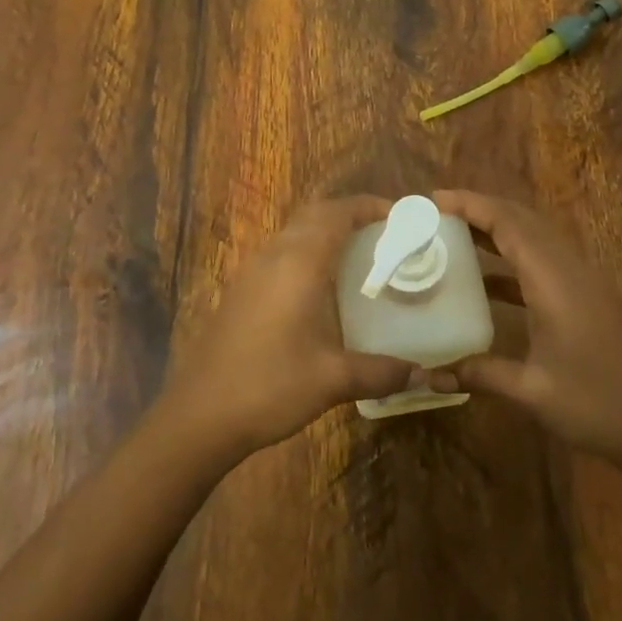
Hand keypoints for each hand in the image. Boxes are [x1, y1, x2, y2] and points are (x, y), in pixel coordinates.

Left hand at [156, 196, 413, 459]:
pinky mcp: (240, 291)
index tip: (400, 216)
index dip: (368, 206)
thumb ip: (381, 372)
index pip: (336, 213)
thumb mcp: (333, 380)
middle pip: (314, 215)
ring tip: (360, 257)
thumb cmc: (270, 386)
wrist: (200, 414)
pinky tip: (322, 289)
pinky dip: (307, 254)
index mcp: (298, 263)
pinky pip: (280, 254)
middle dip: (349, 215)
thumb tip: (421, 374)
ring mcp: (251, 272)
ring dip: (325, 233)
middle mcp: (273, 256)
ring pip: (293, 233)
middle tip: (385, 235)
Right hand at [427, 189, 621, 468]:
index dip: (470, 204)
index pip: (508, 223)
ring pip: (534, 237)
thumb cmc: (599, 405)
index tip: (432, 199)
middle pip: (521, 219)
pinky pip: (542, 260)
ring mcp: (582, 281)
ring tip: (452, 236)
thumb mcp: (532, 391)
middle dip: (478, 209)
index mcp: (554, 280)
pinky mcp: (587, 296)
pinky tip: (485, 282)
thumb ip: (480, 374)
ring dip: (495, 229)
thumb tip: (428, 375)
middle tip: (434, 215)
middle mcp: (569, 268)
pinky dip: (511, 258)